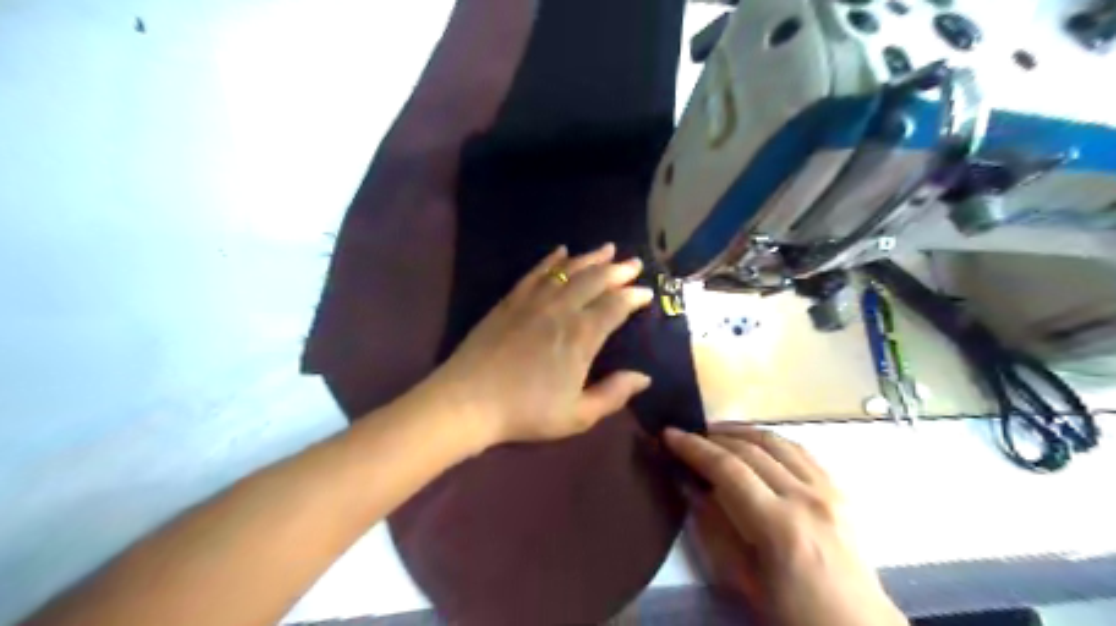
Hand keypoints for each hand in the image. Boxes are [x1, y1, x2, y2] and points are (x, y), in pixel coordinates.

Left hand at [428, 242, 656, 445]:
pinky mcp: (510, 300)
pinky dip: (551, 260)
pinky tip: (561, 251)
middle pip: (595, 280)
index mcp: (581, 336)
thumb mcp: (577, 416)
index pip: (615, 306)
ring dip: (590, 258)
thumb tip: (644, 378)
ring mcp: (533, 301)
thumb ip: (613, 395)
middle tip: (634, 263)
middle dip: (618, 270)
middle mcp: (561, 310)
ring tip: (607, 249)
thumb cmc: (526, 412)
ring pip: (568, 271)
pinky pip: (536, 272)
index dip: (634, 296)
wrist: (468, 401)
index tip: (647, 292)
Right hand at [661, 425, 904, 625]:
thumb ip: (714, 527)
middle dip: (712, 437)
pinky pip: (800, 451)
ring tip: (715, 433)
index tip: (669, 435)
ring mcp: (828, 491)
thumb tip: (691, 486)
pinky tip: (755, 444)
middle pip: (751, 449)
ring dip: (741, 432)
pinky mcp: (840, 491)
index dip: (694, 448)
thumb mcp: (742, 578)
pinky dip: (771, 441)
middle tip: (687, 433)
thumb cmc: (792, 613)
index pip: (728, 469)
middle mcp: (806, 498)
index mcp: (780, 526)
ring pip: (777, 442)